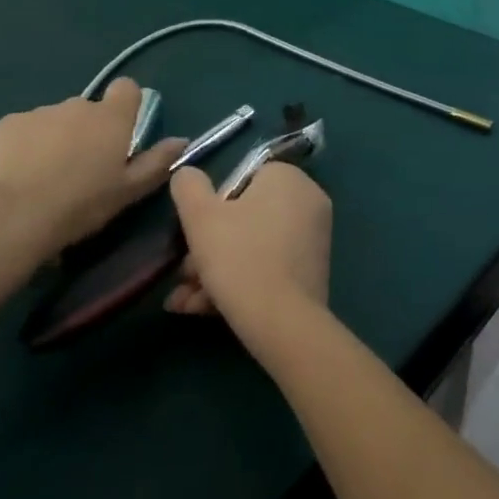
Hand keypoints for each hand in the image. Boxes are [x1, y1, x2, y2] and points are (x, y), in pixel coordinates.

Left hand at [0, 79, 187, 260]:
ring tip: (45, 177)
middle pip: (88, 110)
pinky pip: (24, 130)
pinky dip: (25, 145)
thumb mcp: (128, 191)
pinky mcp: (7, 124)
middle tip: (81, 169)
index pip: (127, 89)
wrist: (14, 214)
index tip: (120, 132)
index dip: (126, 106)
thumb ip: (157, 162)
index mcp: (111, 118)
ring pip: (55, 120)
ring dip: (56, 139)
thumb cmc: (82, 204)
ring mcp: (40, 112)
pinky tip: (19, 175)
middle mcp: (78, 105)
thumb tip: (181, 140)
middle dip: (87, 131)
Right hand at [164, 162, 331, 324]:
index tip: (193, 234)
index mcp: (288, 178)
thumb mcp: (200, 216)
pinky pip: (268, 268)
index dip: (212, 206)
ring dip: (216, 271)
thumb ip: (188, 186)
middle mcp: (308, 202)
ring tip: (186, 301)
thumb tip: (186, 174)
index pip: (241, 179)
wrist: (282, 324)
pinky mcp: (312, 274)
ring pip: (252, 247)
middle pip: (245, 218)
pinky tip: (204, 309)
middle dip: (209, 247)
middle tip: (185, 274)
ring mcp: (314, 240)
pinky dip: (239, 283)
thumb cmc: (239, 257)